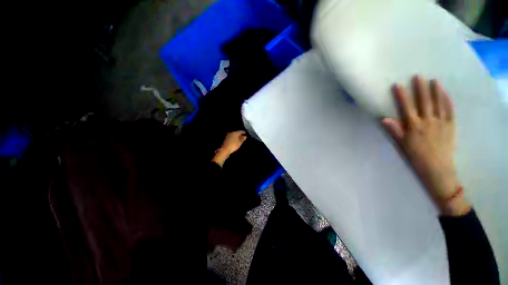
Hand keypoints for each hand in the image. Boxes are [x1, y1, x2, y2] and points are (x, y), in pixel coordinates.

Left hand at [212, 131, 246, 167]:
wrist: (225, 149)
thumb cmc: (233, 145)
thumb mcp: (239, 142)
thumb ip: (243, 139)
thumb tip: (245, 136)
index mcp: (235, 133)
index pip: (240, 131)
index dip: (243, 132)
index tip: (246, 133)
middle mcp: (231, 133)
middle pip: (237, 133)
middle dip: (240, 134)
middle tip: (244, 136)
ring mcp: (228, 136)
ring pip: (234, 135)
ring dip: (237, 136)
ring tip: (240, 138)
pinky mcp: (226, 139)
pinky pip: (232, 137)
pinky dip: (234, 138)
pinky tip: (236, 140)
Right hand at [382, 76, 470, 215]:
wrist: (437, 169)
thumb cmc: (416, 157)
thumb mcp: (402, 145)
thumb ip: (395, 130)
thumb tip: (385, 119)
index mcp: (414, 126)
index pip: (407, 107)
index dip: (402, 96)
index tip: (397, 85)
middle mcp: (428, 121)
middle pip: (423, 102)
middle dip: (420, 88)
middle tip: (417, 76)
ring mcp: (441, 123)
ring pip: (438, 103)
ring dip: (435, 91)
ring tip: (433, 80)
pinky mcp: (451, 126)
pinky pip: (450, 110)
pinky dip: (447, 100)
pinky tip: (445, 93)